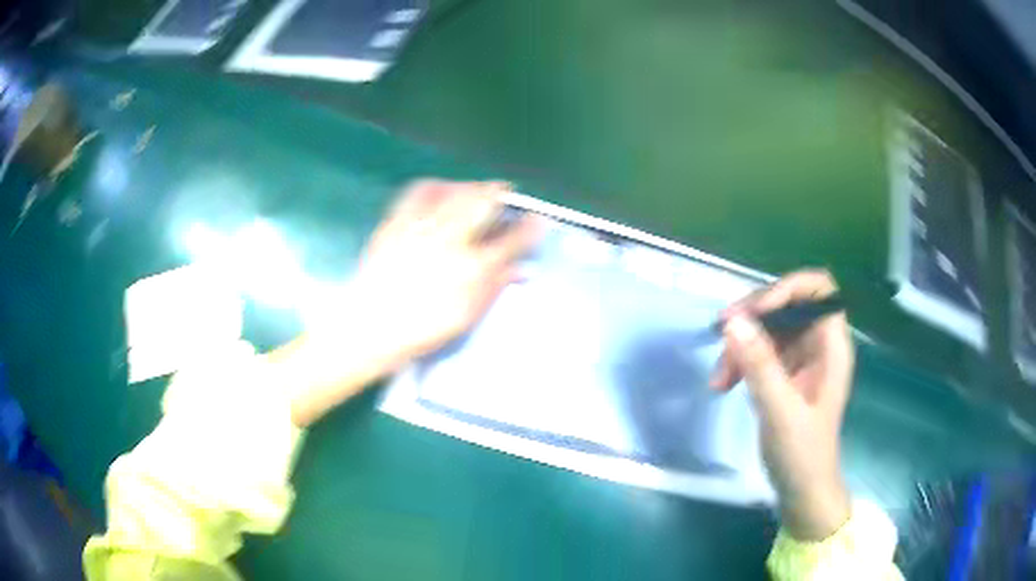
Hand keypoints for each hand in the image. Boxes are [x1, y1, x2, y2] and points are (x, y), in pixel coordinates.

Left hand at [279, 179, 541, 426]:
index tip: (539, 219)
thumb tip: (520, 270)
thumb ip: (494, 288)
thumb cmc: (421, 330)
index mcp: (470, 269)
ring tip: (476, 188)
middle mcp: (449, 240)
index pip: (511, 241)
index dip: (529, 228)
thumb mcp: (465, 317)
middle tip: (507, 191)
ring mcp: (420, 228)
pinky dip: (435, 186)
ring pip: (453, 192)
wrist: (370, 326)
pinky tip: (440, 190)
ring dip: (470, 185)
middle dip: (499, 192)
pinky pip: (417, 193)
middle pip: (481, 203)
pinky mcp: (395, 223)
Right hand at [710, 270, 853, 540]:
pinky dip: (739, 362)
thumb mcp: (780, 411)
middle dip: (753, 319)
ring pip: (768, 328)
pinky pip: (760, 351)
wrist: (802, 490)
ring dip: (740, 345)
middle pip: (786, 304)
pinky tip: (723, 384)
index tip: (755, 312)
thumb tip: (733, 322)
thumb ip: (760, 365)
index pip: (818, 289)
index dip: (787, 289)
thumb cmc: (802, 454)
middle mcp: (818, 343)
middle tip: (722, 337)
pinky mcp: (784, 373)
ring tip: (719, 378)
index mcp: (831, 345)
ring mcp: (801, 358)